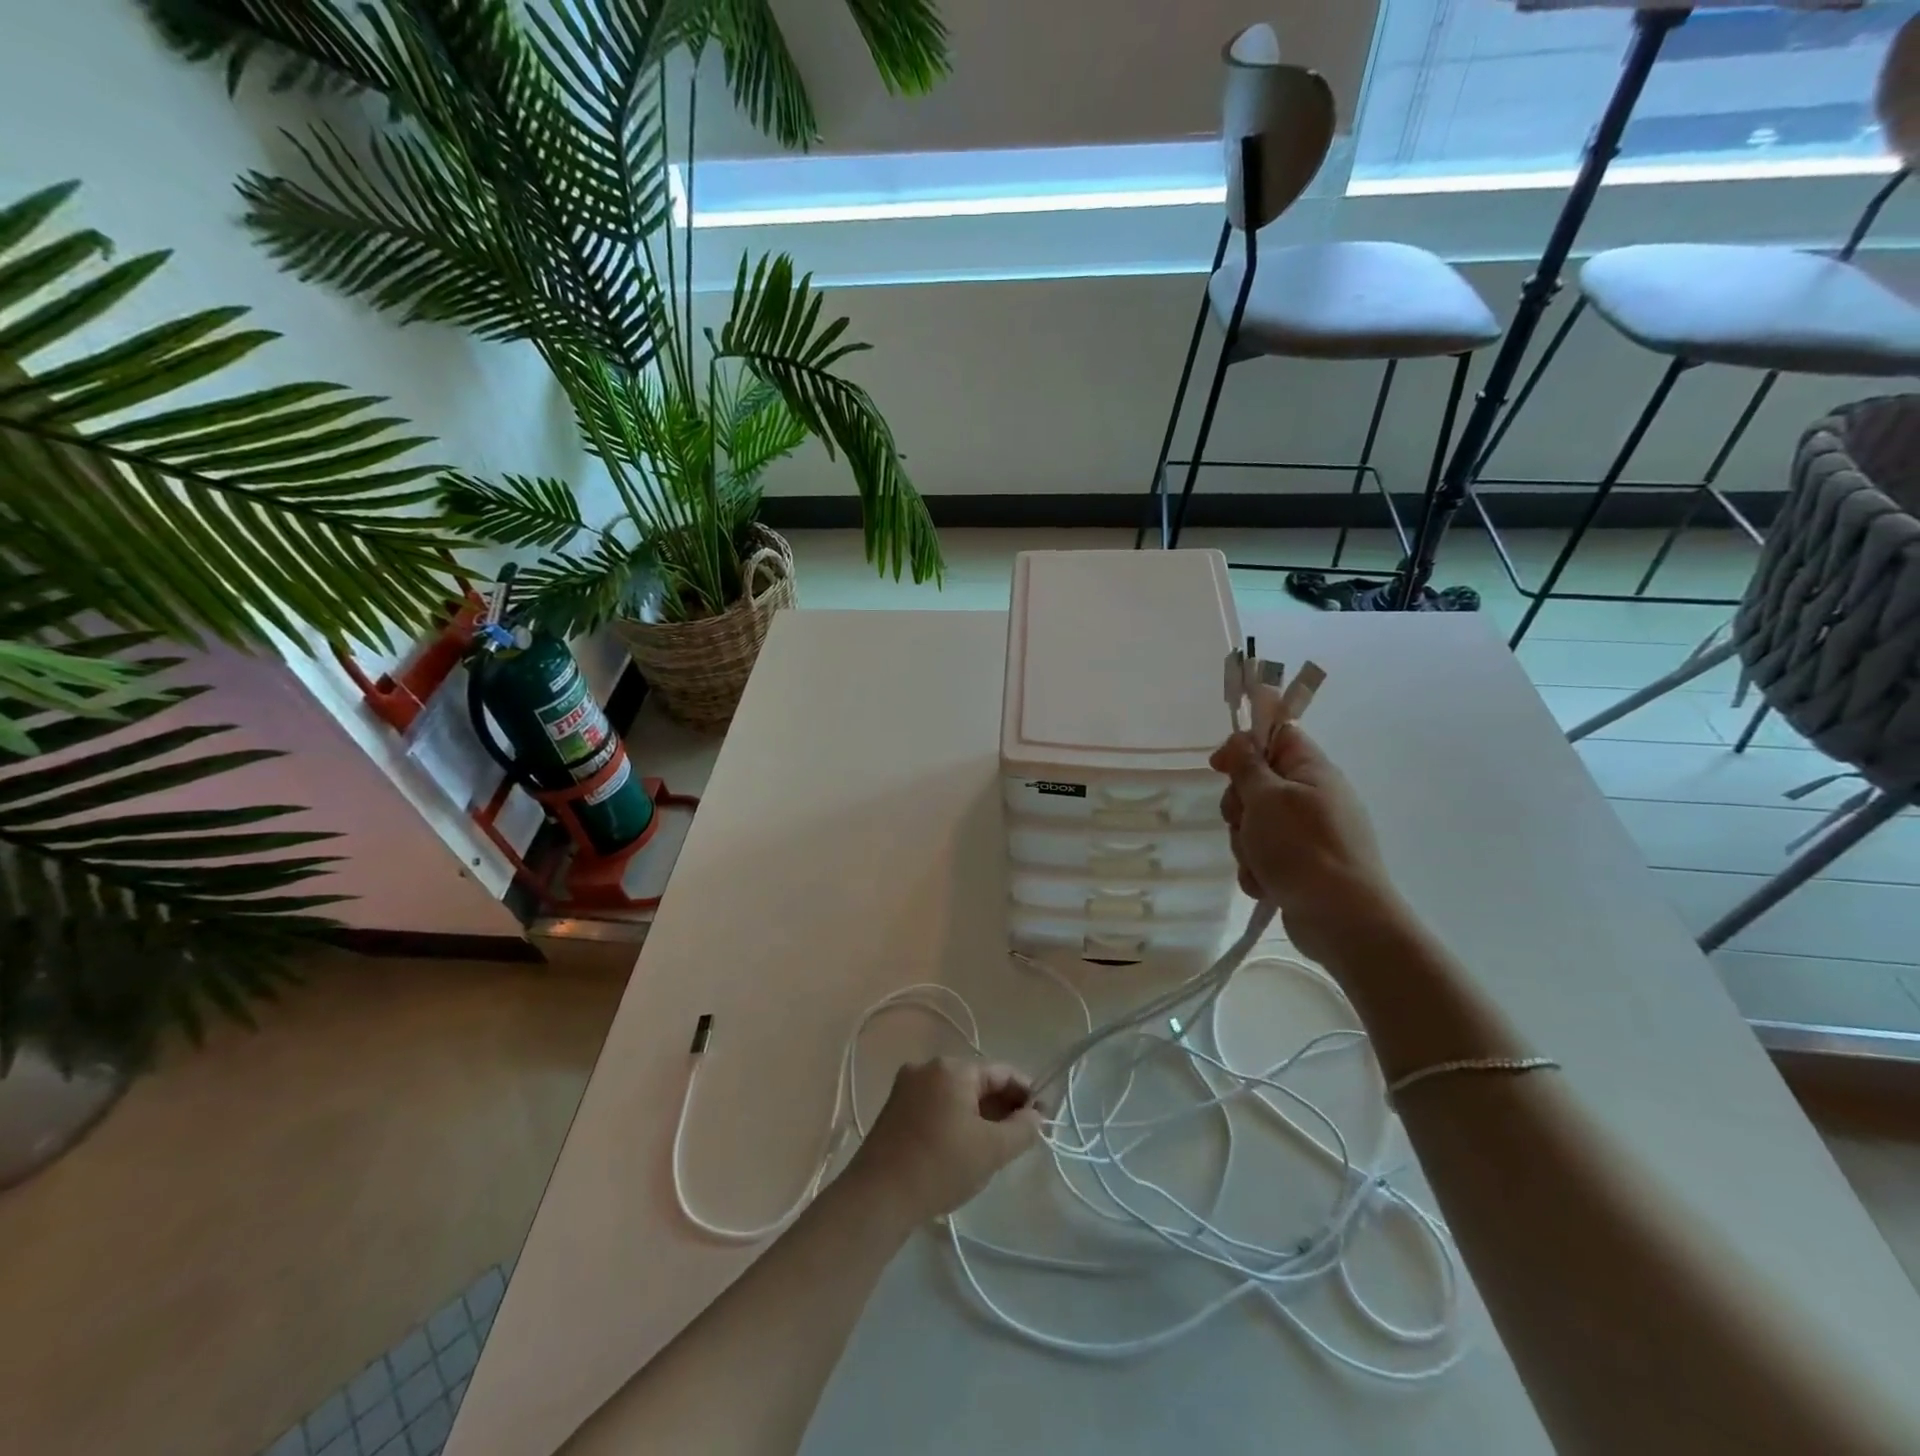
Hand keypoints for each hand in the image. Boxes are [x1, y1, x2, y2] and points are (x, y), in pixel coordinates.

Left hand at [845, 1057, 1043, 1223]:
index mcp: (952, 1068)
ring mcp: (907, 1086)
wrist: (878, 1197)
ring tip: (994, 1145)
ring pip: (955, 1094)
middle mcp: (927, 1067)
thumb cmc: (941, 1166)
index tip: (1041, 1118)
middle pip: (976, 1080)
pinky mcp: (894, 1108)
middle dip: (1001, 1105)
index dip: (1025, 1092)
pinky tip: (962, 1147)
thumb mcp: (991, 1150)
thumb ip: (1022, 1129)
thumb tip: (1037, 1115)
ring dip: (978, 1114)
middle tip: (1020, 1136)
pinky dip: (955, 1119)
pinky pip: (936, 1105)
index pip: (1001, 1072)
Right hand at [1210, 722, 1404, 964]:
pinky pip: (1265, 857)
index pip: (1276, 736)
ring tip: (1258, 863)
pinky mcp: (1302, 867)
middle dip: (1239, 808)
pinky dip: (1258, 870)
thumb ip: (1247, 766)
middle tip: (1242, 822)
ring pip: (1255, 825)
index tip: (1219, 766)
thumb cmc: (1302, 848)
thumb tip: (1241, 740)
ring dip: (1246, 844)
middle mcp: (1313, 798)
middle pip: (1257, 785)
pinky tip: (1265, 885)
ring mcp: (1308, 835)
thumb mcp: (1266, 798)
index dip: (1244, 746)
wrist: (1341, 918)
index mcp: (1312, 771)